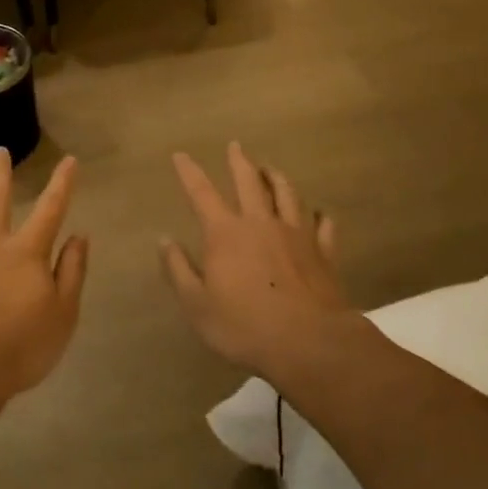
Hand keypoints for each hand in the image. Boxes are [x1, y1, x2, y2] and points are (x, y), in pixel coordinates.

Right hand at [161, 142, 351, 376]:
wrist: (309, 343)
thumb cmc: (244, 326)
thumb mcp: (197, 305)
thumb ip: (178, 269)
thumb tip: (164, 239)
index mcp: (226, 232)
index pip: (201, 193)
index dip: (189, 172)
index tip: (181, 155)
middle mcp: (260, 222)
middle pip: (249, 181)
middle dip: (239, 161)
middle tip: (235, 145)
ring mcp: (296, 234)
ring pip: (287, 194)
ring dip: (277, 178)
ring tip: (271, 169)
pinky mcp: (323, 252)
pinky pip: (323, 225)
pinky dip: (320, 216)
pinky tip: (320, 213)